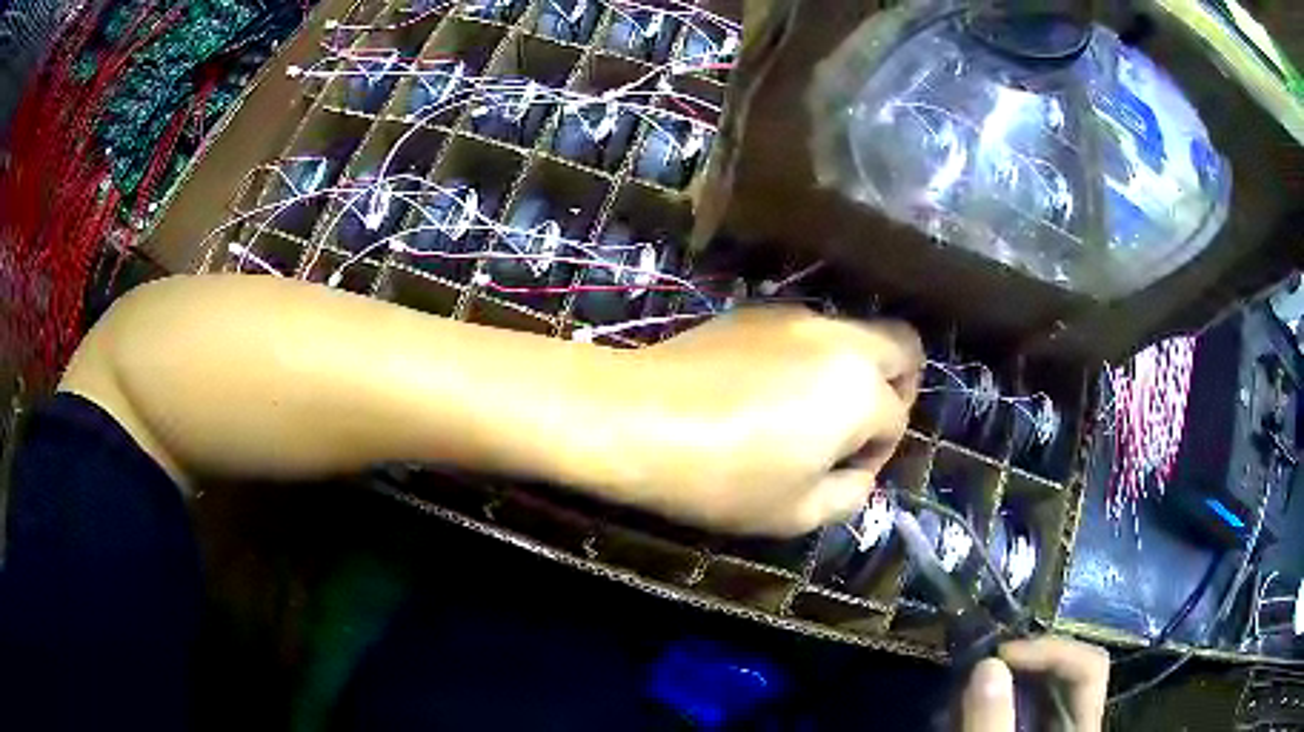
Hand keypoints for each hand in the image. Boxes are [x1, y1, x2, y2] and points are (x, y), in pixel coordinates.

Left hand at [623, 307, 921, 536]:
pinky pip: (808, 329)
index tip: (844, 472)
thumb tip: (858, 472)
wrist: (635, 419)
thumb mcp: (796, 513)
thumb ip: (849, 495)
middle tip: (859, 426)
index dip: (878, 453)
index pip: (896, 418)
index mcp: (860, 390)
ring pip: (856, 333)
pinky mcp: (755, 310)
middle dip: (897, 388)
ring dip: (854, 369)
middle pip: (902, 346)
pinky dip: (813, 356)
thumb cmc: (721, 478)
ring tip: (810, 411)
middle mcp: (840, 338)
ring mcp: (796, 316)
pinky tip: (770, 388)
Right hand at [962, 637, 1109, 731]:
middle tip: (977, 665)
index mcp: (1083, 724)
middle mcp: (1073, 718)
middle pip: (1062, 670)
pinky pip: (1015, 705)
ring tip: (961, 688)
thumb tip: (987, 664)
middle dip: (1019, 662)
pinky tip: (957, 710)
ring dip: (999, 681)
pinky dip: (989, 701)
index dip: (1051, 650)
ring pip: (1036, 687)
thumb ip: (994, 722)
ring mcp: (1051, 725)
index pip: (1088, 665)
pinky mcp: (1027, 729)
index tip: (1001, 655)